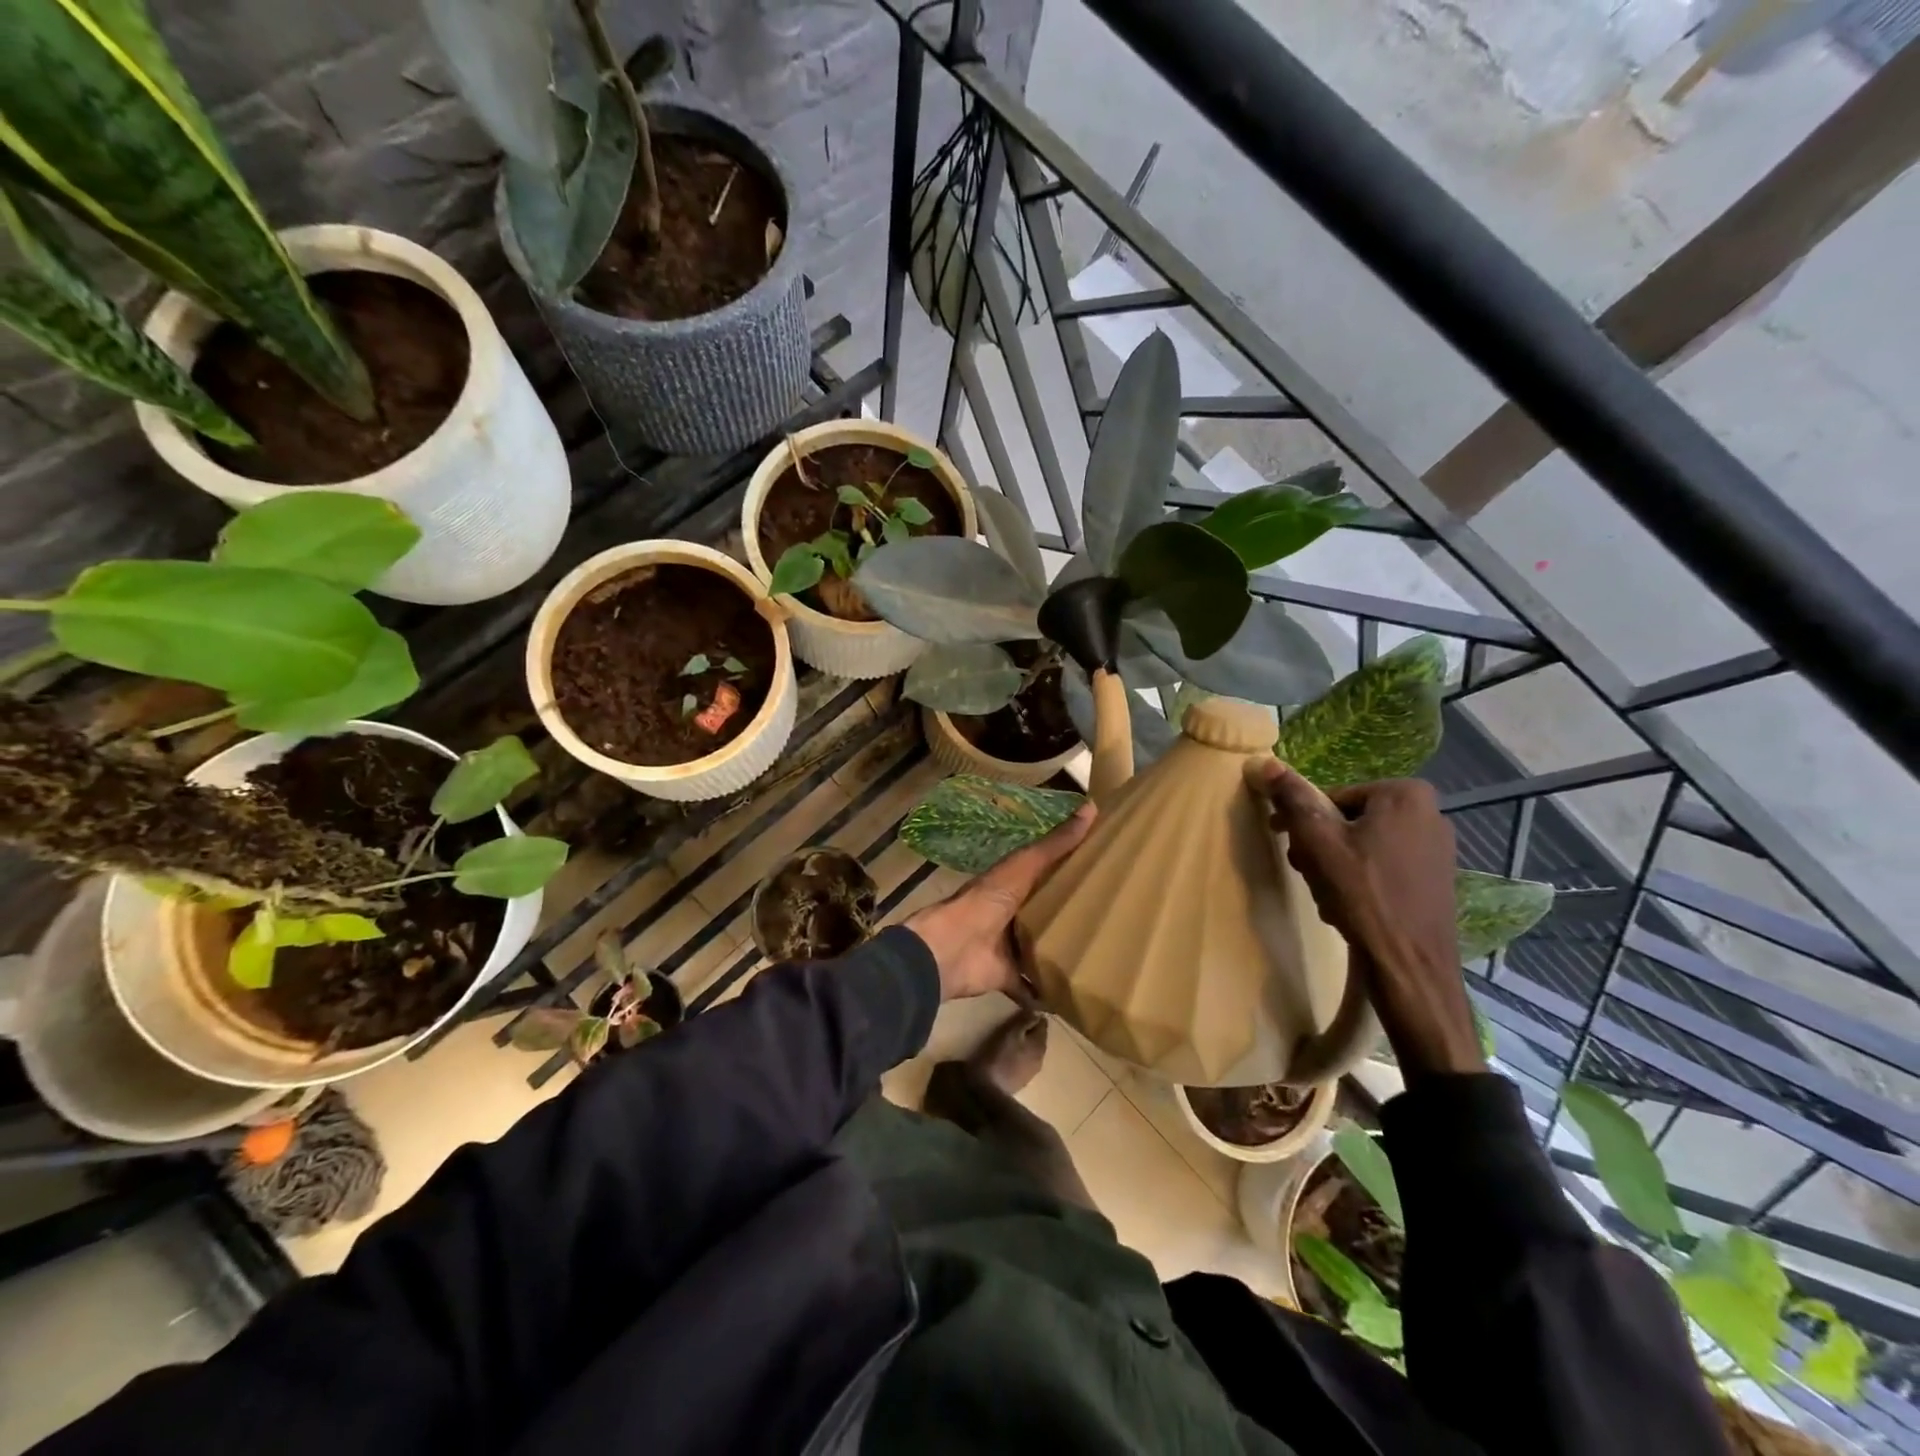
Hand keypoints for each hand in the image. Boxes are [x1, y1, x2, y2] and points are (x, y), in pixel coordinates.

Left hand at [905, 803, 1096, 1000]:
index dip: (1073, 869)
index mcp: (1015, 883)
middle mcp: (1013, 913)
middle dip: (1073, 914)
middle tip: (1117, 918)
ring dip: (1063, 952)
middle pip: (1048, 912)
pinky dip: (1047, 992)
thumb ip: (1056, 844)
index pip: (1048, 872)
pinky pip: (1033, 985)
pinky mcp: (1009, 976)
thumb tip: (1092, 806)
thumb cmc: (989, 900)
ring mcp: (1009, 947)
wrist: (953, 948)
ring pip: (1042, 948)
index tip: (1109, 869)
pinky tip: (1076, 995)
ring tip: (1104, 956)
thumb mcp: (1025, 865)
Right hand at [1251, 762, 1482, 1081]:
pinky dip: (1360, 881)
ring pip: (1363, 846)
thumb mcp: (1317, 841)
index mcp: (1405, 794)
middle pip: (1348, 821)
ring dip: (1335, 866)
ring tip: (1327, 896)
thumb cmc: (1363, 896)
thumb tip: (1261, 761)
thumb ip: (1290, 797)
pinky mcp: (1436, 879)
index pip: (1332, 798)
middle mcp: (1430, 814)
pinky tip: (1349, 908)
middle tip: (1306, 873)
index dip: (1303, 822)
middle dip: (1320, 846)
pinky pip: (1383, 867)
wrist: (1410, 967)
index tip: (1287, 846)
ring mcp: (1437, 849)